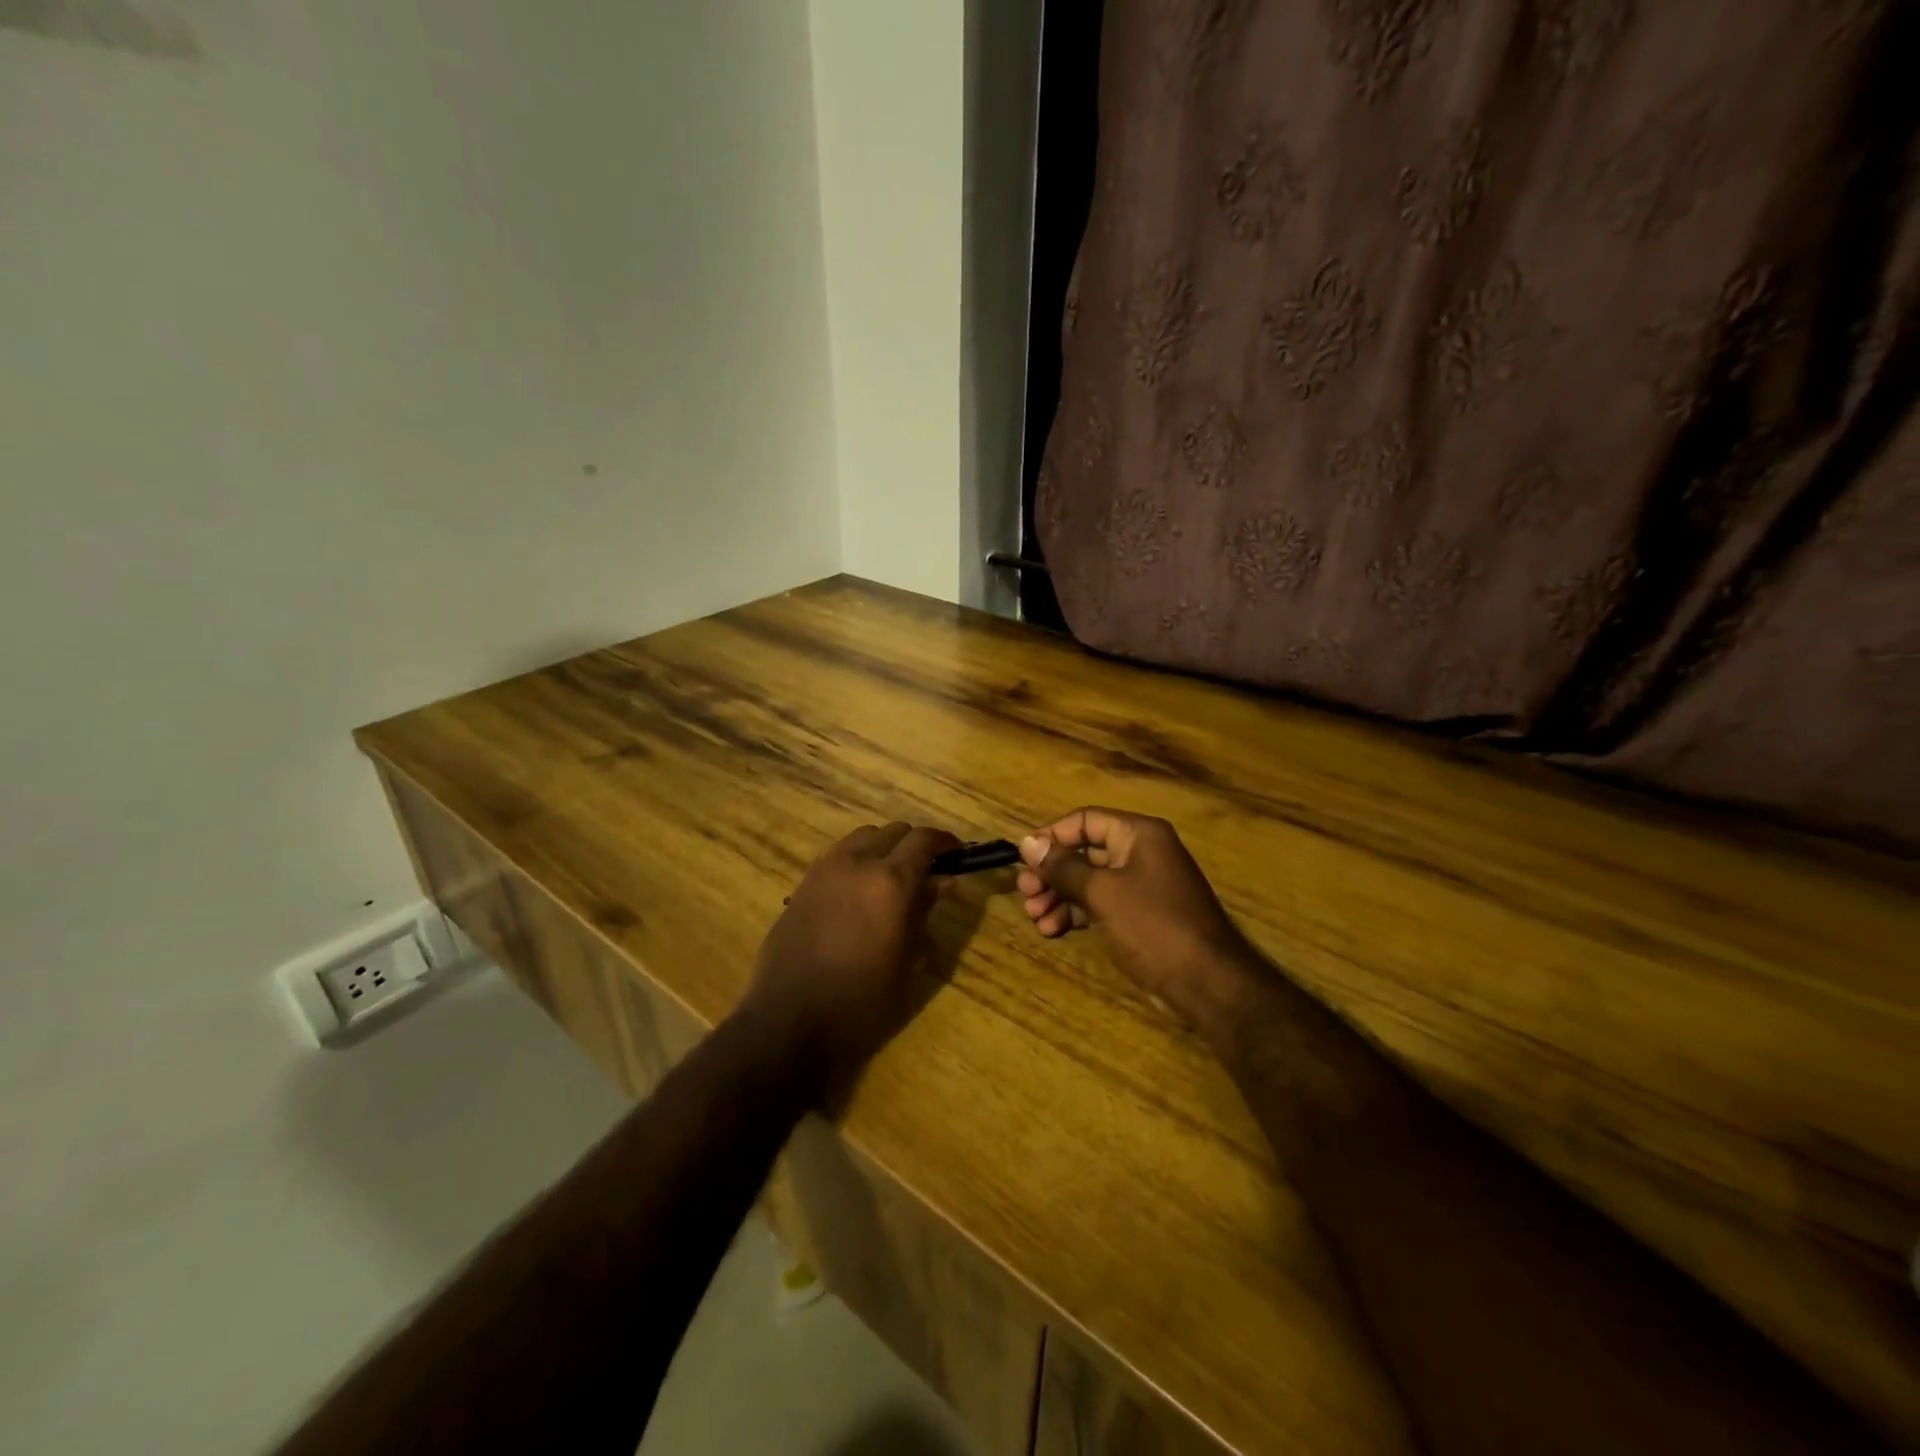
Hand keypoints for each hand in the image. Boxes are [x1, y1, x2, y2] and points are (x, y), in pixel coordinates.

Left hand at [741, 821, 961, 1090]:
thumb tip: (942, 881)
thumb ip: (924, 912)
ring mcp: (825, 869)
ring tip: (893, 878)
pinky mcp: (803, 883)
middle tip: (928, 871)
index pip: (925, 839)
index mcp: (890, 881)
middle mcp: (857, 862)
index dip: (946, 842)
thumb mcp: (908, 961)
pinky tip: (860, 890)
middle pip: (895, 831)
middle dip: (916, 844)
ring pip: (864, 837)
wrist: (789, 1020)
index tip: (958, 854)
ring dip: (885, 847)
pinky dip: (858, 859)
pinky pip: (839, 854)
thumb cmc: (861, 1000)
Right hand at [1017, 808, 1255, 1028]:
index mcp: (1138, 834)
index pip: (1085, 820)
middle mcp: (1141, 853)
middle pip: (1084, 852)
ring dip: (1058, 896)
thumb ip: (1063, 867)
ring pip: (1088, 881)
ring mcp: (1141, 886)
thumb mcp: (1102, 892)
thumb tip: (1027, 842)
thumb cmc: (1153, 925)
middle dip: (1051, 873)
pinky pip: (1099, 904)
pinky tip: (1052, 930)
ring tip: (1034, 917)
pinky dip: (1075, 913)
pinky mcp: (1139, 915)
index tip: (1023, 859)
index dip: (1051, 836)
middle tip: (1025, 894)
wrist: (1206, 982)